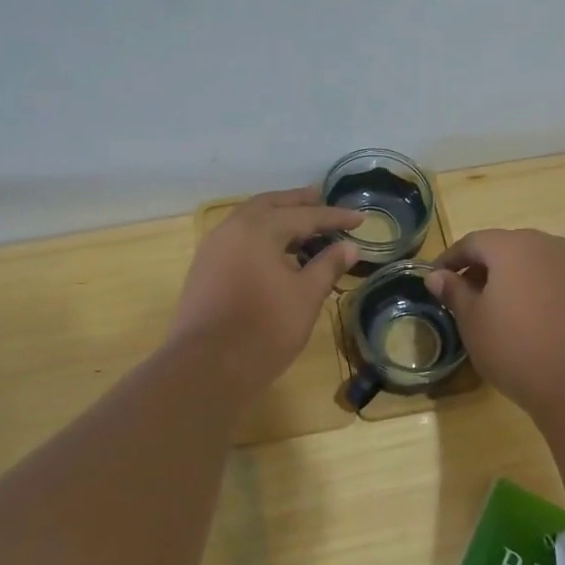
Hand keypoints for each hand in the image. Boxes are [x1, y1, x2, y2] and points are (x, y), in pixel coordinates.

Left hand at [167, 189, 361, 397]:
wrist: (206, 367)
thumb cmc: (264, 330)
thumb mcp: (305, 297)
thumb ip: (327, 266)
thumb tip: (349, 247)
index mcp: (259, 229)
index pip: (304, 216)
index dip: (334, 217)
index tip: (360, 218)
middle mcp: (232, 228)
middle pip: (270, 205)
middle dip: (298, 202)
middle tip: (321, 197)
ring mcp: (213, 247)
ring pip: (249, 219)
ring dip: (276, 216)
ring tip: (300, 221)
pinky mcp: (204, 268)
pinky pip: (237, 236)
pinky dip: (259, 233)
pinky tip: (273, 249)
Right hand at [426, 228, 564, 421]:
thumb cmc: (518, 349)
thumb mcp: (474, 322)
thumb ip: (454, 292)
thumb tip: (437, 276)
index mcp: (512, 247)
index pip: (472, 242)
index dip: (450, 259)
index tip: (435, 279)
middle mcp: (547, 244)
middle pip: (505, 247)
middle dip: (481, 267)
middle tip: (464, 295)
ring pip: (532, 262)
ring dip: (511, 278)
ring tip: (497, 309)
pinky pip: (555, 279)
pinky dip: (536, 290)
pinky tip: (531, 320)